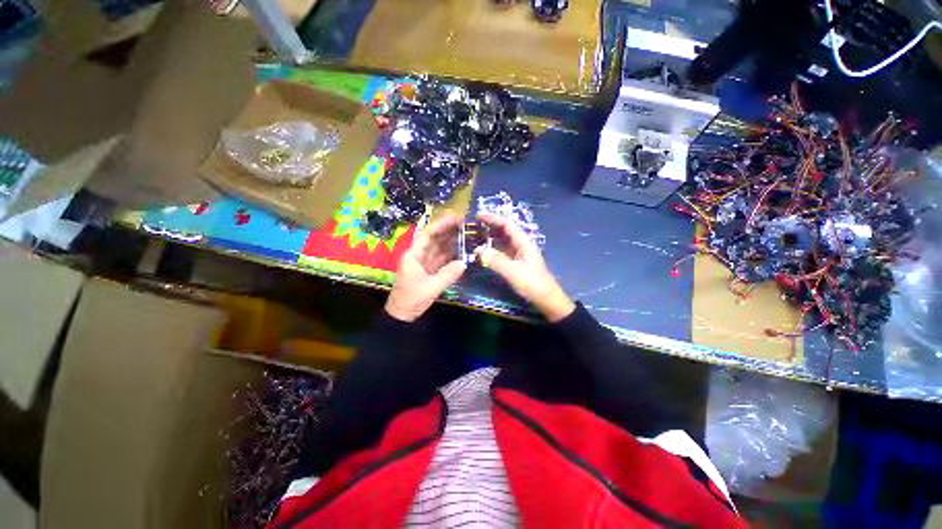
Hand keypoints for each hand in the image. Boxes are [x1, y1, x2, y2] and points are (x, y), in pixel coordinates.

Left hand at [385, 214, 466, 321]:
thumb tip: (464, 263)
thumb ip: (448, 274)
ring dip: (451, 240)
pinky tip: (462, 249)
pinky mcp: (429, 270)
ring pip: (439, 247)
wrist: (402, 315)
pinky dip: (451, 253)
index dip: (441, 224)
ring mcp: (424, 262)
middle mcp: (418, 255)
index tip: (456, 218)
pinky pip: (441, 258)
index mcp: (413, 255)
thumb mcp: (431, 288)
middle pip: (434, 238)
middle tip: (466, 223)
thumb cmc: (412, 299)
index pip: (428, 234)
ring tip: (466, 232)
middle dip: (448, 230)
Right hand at [476, 213, 574, 321]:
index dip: (493, 218)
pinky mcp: (517, 264)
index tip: (477, 216)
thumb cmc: (533, 284)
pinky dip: (493, 250)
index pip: (507, 224)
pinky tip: (484, 253)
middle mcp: (522, 245)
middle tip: (473, 226)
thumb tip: (478, 250)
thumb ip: (496, 260)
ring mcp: (520, 254)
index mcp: (524, 242)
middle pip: (505, 230)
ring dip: (491, 238)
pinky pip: (503, 252)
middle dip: (490, 226)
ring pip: (503, 241)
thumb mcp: (513, 271)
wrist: (547, 301)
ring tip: (476, 237)